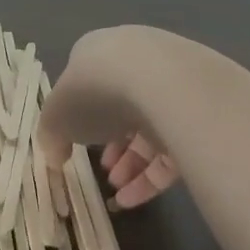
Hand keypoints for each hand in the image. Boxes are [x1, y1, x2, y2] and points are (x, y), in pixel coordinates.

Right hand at [37, 25, 197, 200]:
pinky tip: (134, 199)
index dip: (79, 115)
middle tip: (103, 170)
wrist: (164, 84)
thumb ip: (51, 134)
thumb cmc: (97, 90)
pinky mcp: (198, 110)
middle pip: (120, 104)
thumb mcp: (56, 115)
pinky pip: (173, 144)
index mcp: (99, 51)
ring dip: (131, 162)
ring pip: (148, 126)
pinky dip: (153, 174)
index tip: (74, 144)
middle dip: (110, 142)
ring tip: (117, 190)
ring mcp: (170, 82)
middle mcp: (135, 60)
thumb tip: (54, 153)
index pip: (87, 80)